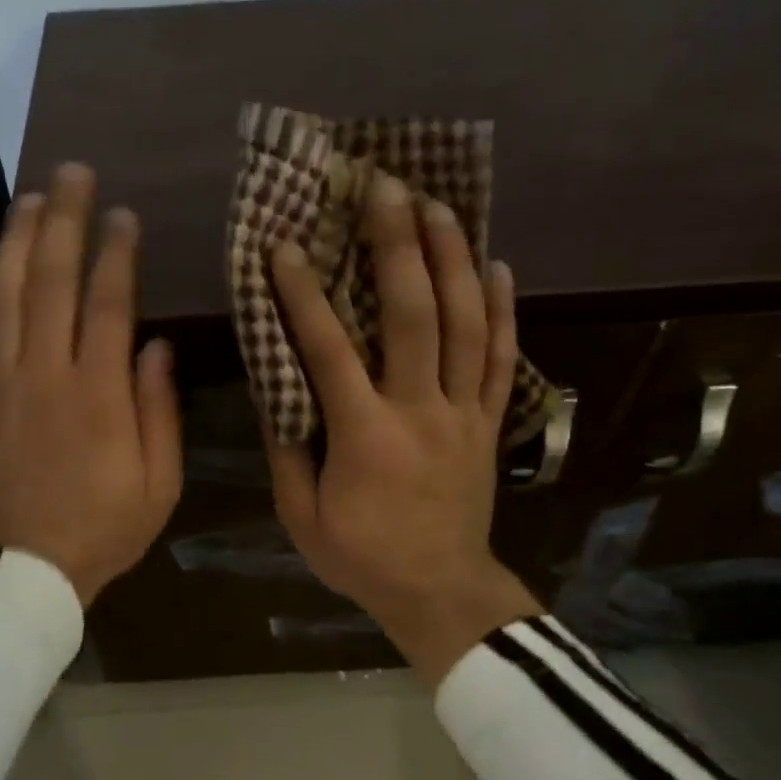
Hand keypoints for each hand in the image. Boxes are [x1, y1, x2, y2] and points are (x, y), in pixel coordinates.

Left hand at [0, 162, 181, 605]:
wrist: (27, 574)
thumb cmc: (104, 530)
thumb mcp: (158, 482)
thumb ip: (158, 411)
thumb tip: (155, 347)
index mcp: (98, 392)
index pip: (109, 302)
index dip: (117, 252)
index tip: (125, 215)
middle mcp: (44, 373)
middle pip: (52, 281)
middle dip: (65, 221)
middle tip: (73, 174)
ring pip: (1, 297)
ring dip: (14, 242)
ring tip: (28, 200)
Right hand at [266, 176, 539, 682]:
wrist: (441, 592)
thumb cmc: (362, 558)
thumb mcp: (302, 517)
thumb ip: (288, 452)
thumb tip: (276, 391)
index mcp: (365, 435)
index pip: (329, 350)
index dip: (303, 295)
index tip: (283, 246)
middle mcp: (419, 410)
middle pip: (413, 315)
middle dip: (397, 245)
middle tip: (383, 187)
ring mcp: (463, 412)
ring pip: (465, 323)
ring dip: (452, 259)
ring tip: (439, 204)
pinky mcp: (489, 422)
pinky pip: (502, 359)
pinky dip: (503, 310)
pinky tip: (498, 266)